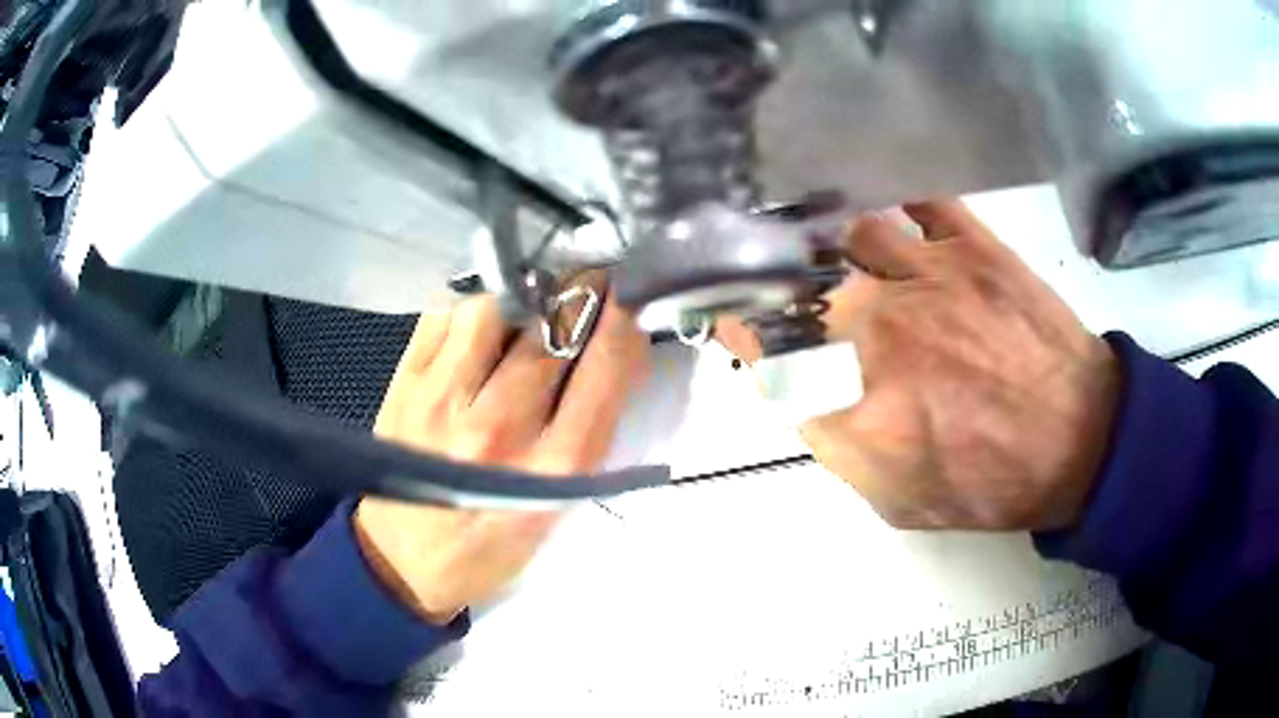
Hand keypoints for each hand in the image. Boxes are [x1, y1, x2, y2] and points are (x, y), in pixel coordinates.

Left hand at [354, 289, 647, 622]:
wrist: (405, 560)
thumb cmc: (493, 542)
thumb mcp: (560, 504)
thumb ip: (592, 429)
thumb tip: (619, 351)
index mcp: (551, 471)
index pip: (603, 373)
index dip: (621, 324)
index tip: (627, 300)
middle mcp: (497, 430)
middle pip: (550, 333)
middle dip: (577, 300)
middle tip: (582, 292)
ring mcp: (442, 402)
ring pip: (491, 310)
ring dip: (515, 304)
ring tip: (519, 319)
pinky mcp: (404, 385)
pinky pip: (442, 315)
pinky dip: (466, 313)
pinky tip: (473, 334)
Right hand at [718, 201, 1119, 530]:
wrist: (1082, 442)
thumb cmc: (993, 484)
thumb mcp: (901, 503)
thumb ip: (839, 452)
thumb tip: (803, 398)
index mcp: (862, 408)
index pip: (769, 356)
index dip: (738, 329)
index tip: (728, 315)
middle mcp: (884, 331)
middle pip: (800, 285)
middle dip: (773, 277)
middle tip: (774, 273)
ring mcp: (932, 277)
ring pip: (851, 231)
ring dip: (830, 235)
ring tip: (826, 235)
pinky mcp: (975, 247)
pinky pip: (918, 202)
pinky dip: (893, 200)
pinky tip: (886, 207)